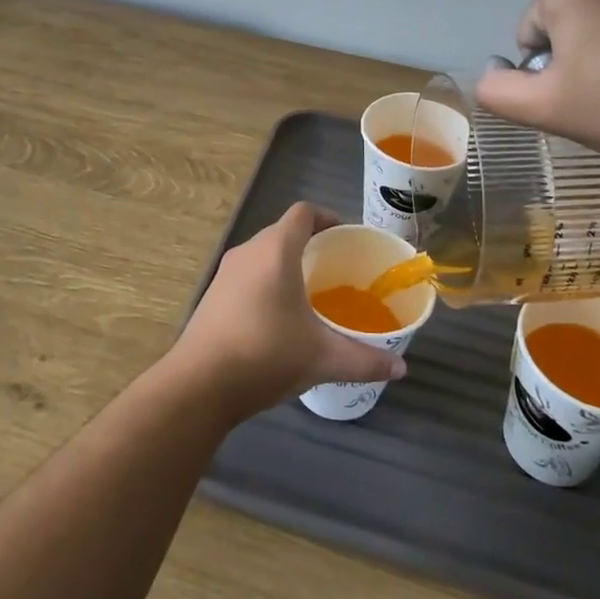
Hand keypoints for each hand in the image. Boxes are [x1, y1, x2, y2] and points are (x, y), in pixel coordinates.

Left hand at [172, 203, 405, 421]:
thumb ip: (365, 360)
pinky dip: (266, 283)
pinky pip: (247, 275)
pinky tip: (278, 318)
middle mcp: (248, 252)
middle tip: (335, 270)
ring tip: (310, 295)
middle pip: (283, 232)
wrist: (199, 385)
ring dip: (286, 265)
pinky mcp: (212, 296)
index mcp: (275, 251)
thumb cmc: (266, 355)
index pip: (303, 213)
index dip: (327, 218)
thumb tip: (400, 368)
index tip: (345, 238)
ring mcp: (225, 273)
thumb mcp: (322, 358)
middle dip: (310, 245)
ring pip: (262, 255)